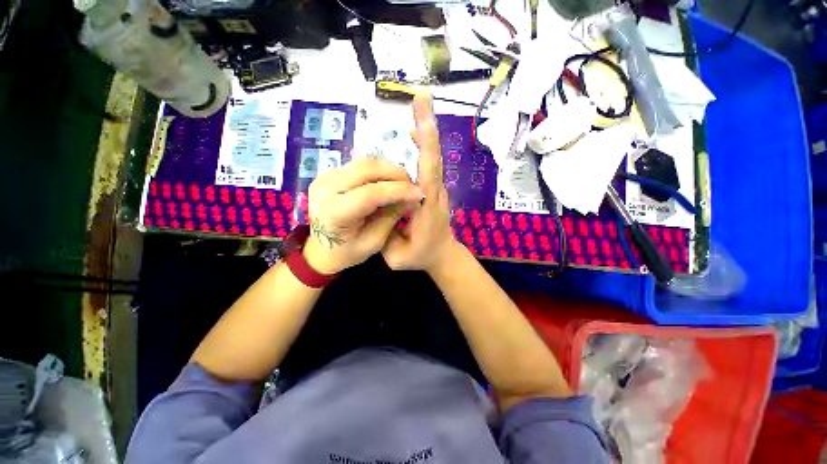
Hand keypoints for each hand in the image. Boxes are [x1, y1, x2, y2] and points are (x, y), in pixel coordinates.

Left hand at [303, 156, 423, 274]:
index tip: (419, 193)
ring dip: (387, 169)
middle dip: (395, 173)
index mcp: (334, 213)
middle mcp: (324, 189)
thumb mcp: (374, 242)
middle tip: (412, 185)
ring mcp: (323, 177)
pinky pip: (357, 165)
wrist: (320, 250)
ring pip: (362, 162)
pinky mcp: (327, 173)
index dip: (398, 190)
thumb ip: (392, 216)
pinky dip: (377, 169)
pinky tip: (387, 180)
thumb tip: (412, 197)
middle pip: (365, 169)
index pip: (370, 193)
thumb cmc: (347, 252)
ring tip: (402, 182)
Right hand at [382, 91, 457, 272]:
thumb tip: (379, 211)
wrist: (442, 254)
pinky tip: (415, 130)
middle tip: (422, 96)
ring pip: (433, 158)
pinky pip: (429, 163)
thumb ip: (387, 238)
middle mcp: (434, 193)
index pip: (427, 176)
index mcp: (426, 209)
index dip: (426, 148)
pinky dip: (424, 144)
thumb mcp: (397, 257)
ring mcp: (436, 189)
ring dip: (426, 130)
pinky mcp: (433, 187)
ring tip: (419, 103)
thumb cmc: (420, 256)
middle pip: (433, 159)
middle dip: (427, 127)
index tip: (420, 121)